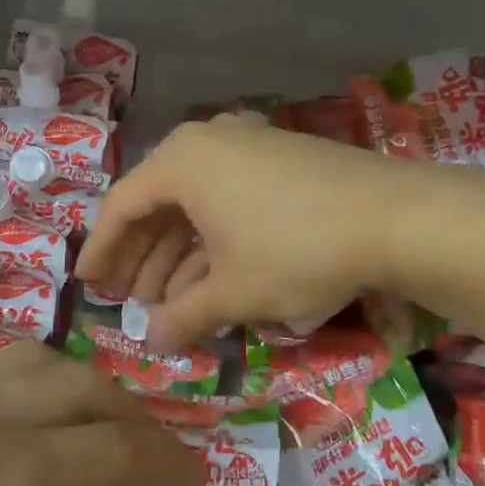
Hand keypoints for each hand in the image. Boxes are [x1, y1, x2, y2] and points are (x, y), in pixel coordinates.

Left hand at [0, 345, 207, 485]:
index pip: (110, 447)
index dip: (166, 461)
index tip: (200, 481)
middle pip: (77, 386)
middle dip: (130, 418)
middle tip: (155, 467)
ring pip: (29, 363)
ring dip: (78, 392)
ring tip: (98, 444)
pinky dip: (27, 391)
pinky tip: (33, 440)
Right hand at [77, 117, 433, 349]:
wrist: (396, 216)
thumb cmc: (297, 249)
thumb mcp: (234, 291)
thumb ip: (184, 317)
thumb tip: (152, 344)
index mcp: (182, 162)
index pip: (122, 206)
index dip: (102, 250)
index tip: (88, 285)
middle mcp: (208, 142)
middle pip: (157, 203)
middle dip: (142, 257)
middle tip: (127, 300)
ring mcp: (247, 145)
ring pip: (195, 204)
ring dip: (178, 254)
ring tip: (167, 302)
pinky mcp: (279, 158)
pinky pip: (227, 198)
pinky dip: (213, 238)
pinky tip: (211, 278)